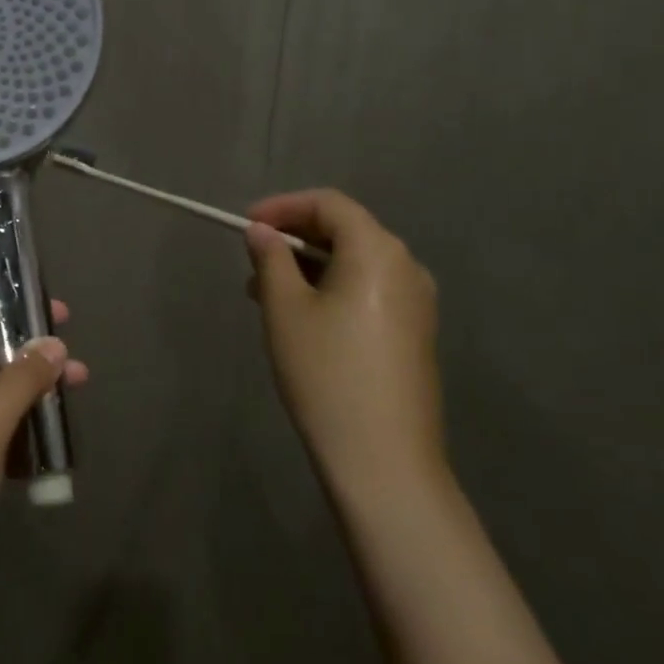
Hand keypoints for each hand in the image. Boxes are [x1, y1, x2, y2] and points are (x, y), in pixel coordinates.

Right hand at [245, 189, 444, 505]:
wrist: (384, 460)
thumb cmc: (326, 372)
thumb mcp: (284, 308)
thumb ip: (271, 258)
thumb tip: (261, 232)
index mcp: (377, 251)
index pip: (328, 203)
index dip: (283, 206)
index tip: (246, 225)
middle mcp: (406, 266)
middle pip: (346, 229)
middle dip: (294, 237)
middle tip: (252, 259)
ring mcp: (417, 302)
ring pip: (355, 262)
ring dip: (309, 265)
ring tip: (266, 291)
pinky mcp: (415, 333)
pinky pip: (368, 290)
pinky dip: (332, 288)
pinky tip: (301, 316)